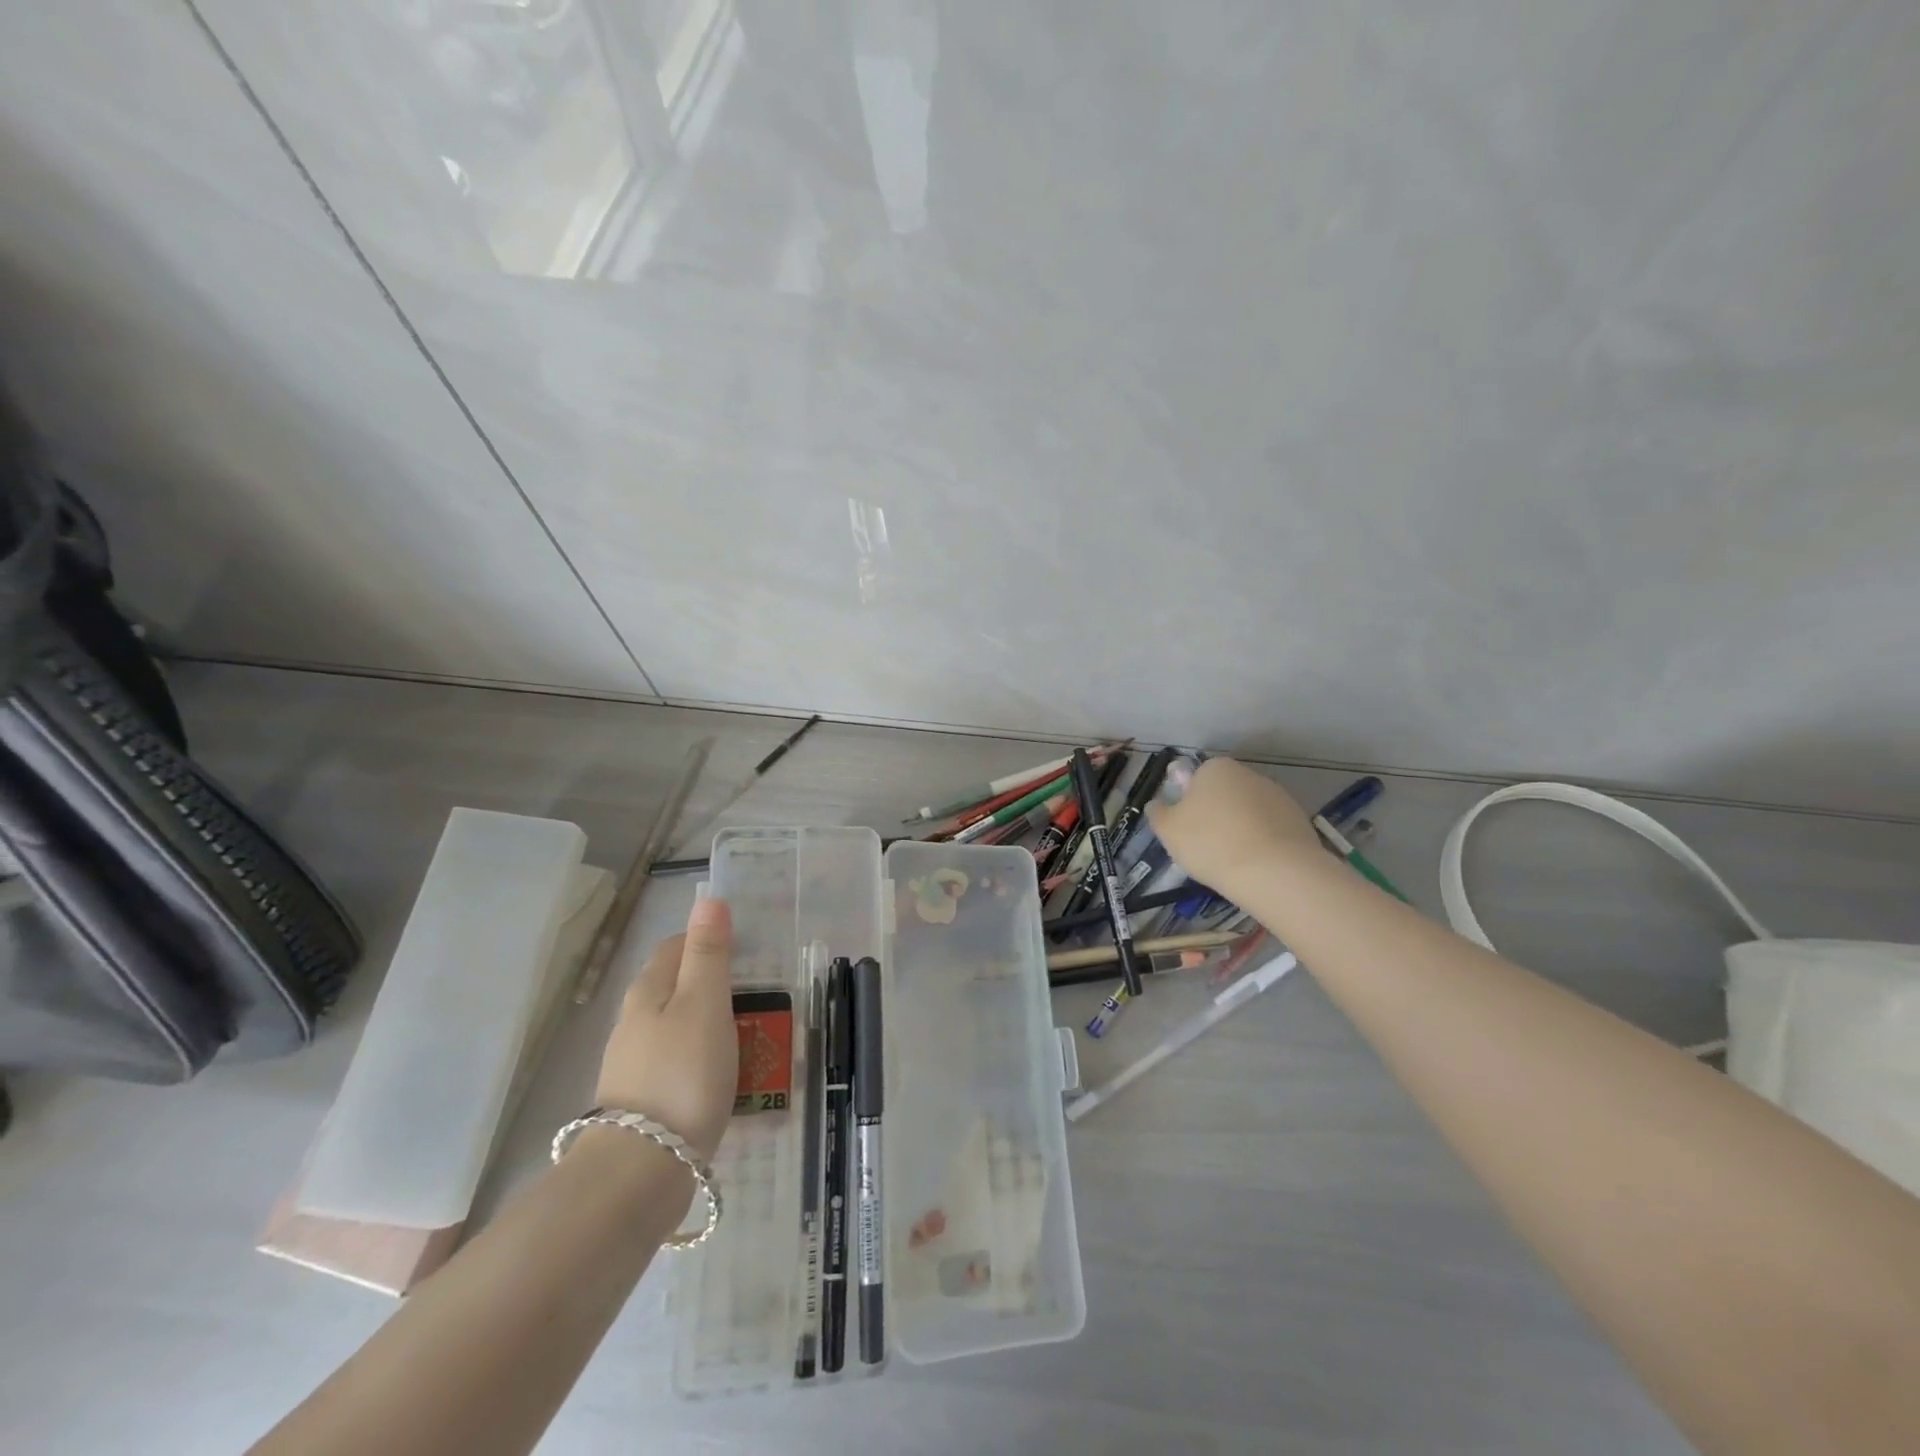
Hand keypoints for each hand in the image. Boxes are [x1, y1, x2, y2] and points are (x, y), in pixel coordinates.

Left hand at [594, 897, 737, 1161]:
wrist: (640, 1171)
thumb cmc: (682, 1074)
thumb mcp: (705, 1004)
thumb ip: (708, 953)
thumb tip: (708, 898)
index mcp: (648, 990)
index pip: (675, 946)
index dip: (708, 941)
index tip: (745, 951)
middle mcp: (633, 1021)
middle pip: (674, 986)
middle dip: (711, 983)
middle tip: (755, 994)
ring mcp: (633, 1063)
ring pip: (676, 1026)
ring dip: (708, 1023)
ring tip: (747, 1036)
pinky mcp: (642, 1101)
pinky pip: (677, 1062)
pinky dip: (701, 1059)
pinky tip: (722, 1076)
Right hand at [1145, 757, 1319, 900]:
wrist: (1274, 872)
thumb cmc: (1211, 843)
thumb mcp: (1168, 830)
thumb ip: (1158, 813)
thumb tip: (1157, 805)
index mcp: (1216, 768)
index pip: (1196, 779)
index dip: (1188, 804)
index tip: (1186, 829)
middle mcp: (1248, 774)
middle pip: (1224, 794)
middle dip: (1215, 815)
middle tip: (1206, 847)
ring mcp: (1278, 795)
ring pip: (1248, 812)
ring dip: (1240, 829)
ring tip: (1232, 861)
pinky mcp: (1299, 820)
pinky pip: (1271, 830)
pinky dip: (1262, 842)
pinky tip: (1256, 865)